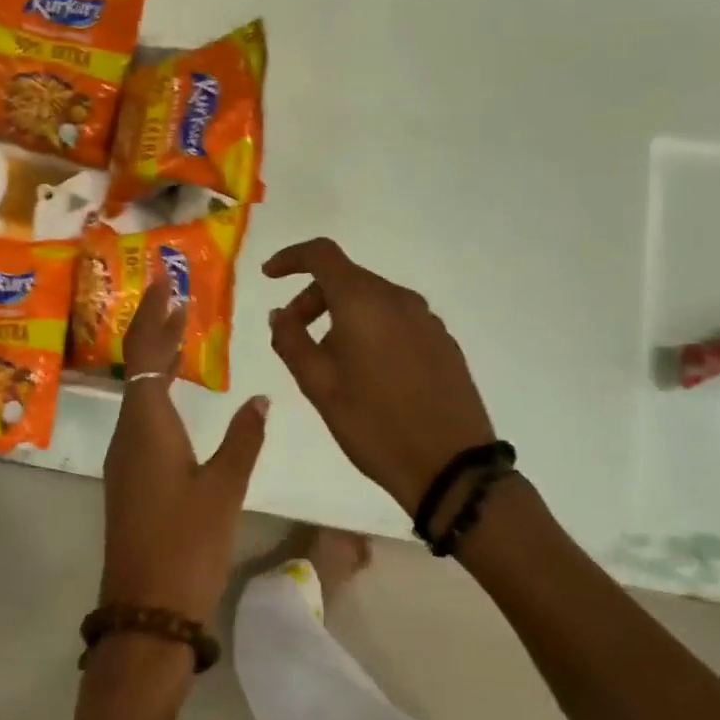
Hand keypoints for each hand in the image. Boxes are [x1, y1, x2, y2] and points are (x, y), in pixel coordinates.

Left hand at [101, 281, 269, 625]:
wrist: (147, 611)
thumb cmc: (187, 546)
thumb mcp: (224, 489)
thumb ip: (244, 438)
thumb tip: (262, 398)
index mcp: (148, 426)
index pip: (149, 354)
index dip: (157, 317)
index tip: (167, 283)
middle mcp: (129, 433)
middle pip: (138, 365)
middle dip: (153, 326)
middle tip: (172, 291)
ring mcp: (126, 456)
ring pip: (138, 390)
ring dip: (155, 355)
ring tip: (178, 326)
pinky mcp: (131, 475)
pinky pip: (141, 414)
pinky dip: (157, 387)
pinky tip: (173, 388)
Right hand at [264, 238, 494, 513]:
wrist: (450, 464)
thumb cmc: (374, 424)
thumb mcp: (319, 386)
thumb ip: (291, 341)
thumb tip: (280, 313)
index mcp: (363, 302)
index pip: (322, 255)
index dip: (291, 258)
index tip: (269, 276)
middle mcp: (398, 298)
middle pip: (347, 278)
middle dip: (313, 298)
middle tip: (294, 335)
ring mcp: (426, 319)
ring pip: (372, 300)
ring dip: (342, 315)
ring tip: (330, 361)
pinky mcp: (443, 341)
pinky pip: (396, 319)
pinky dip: (371, 328)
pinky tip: (368, 371)